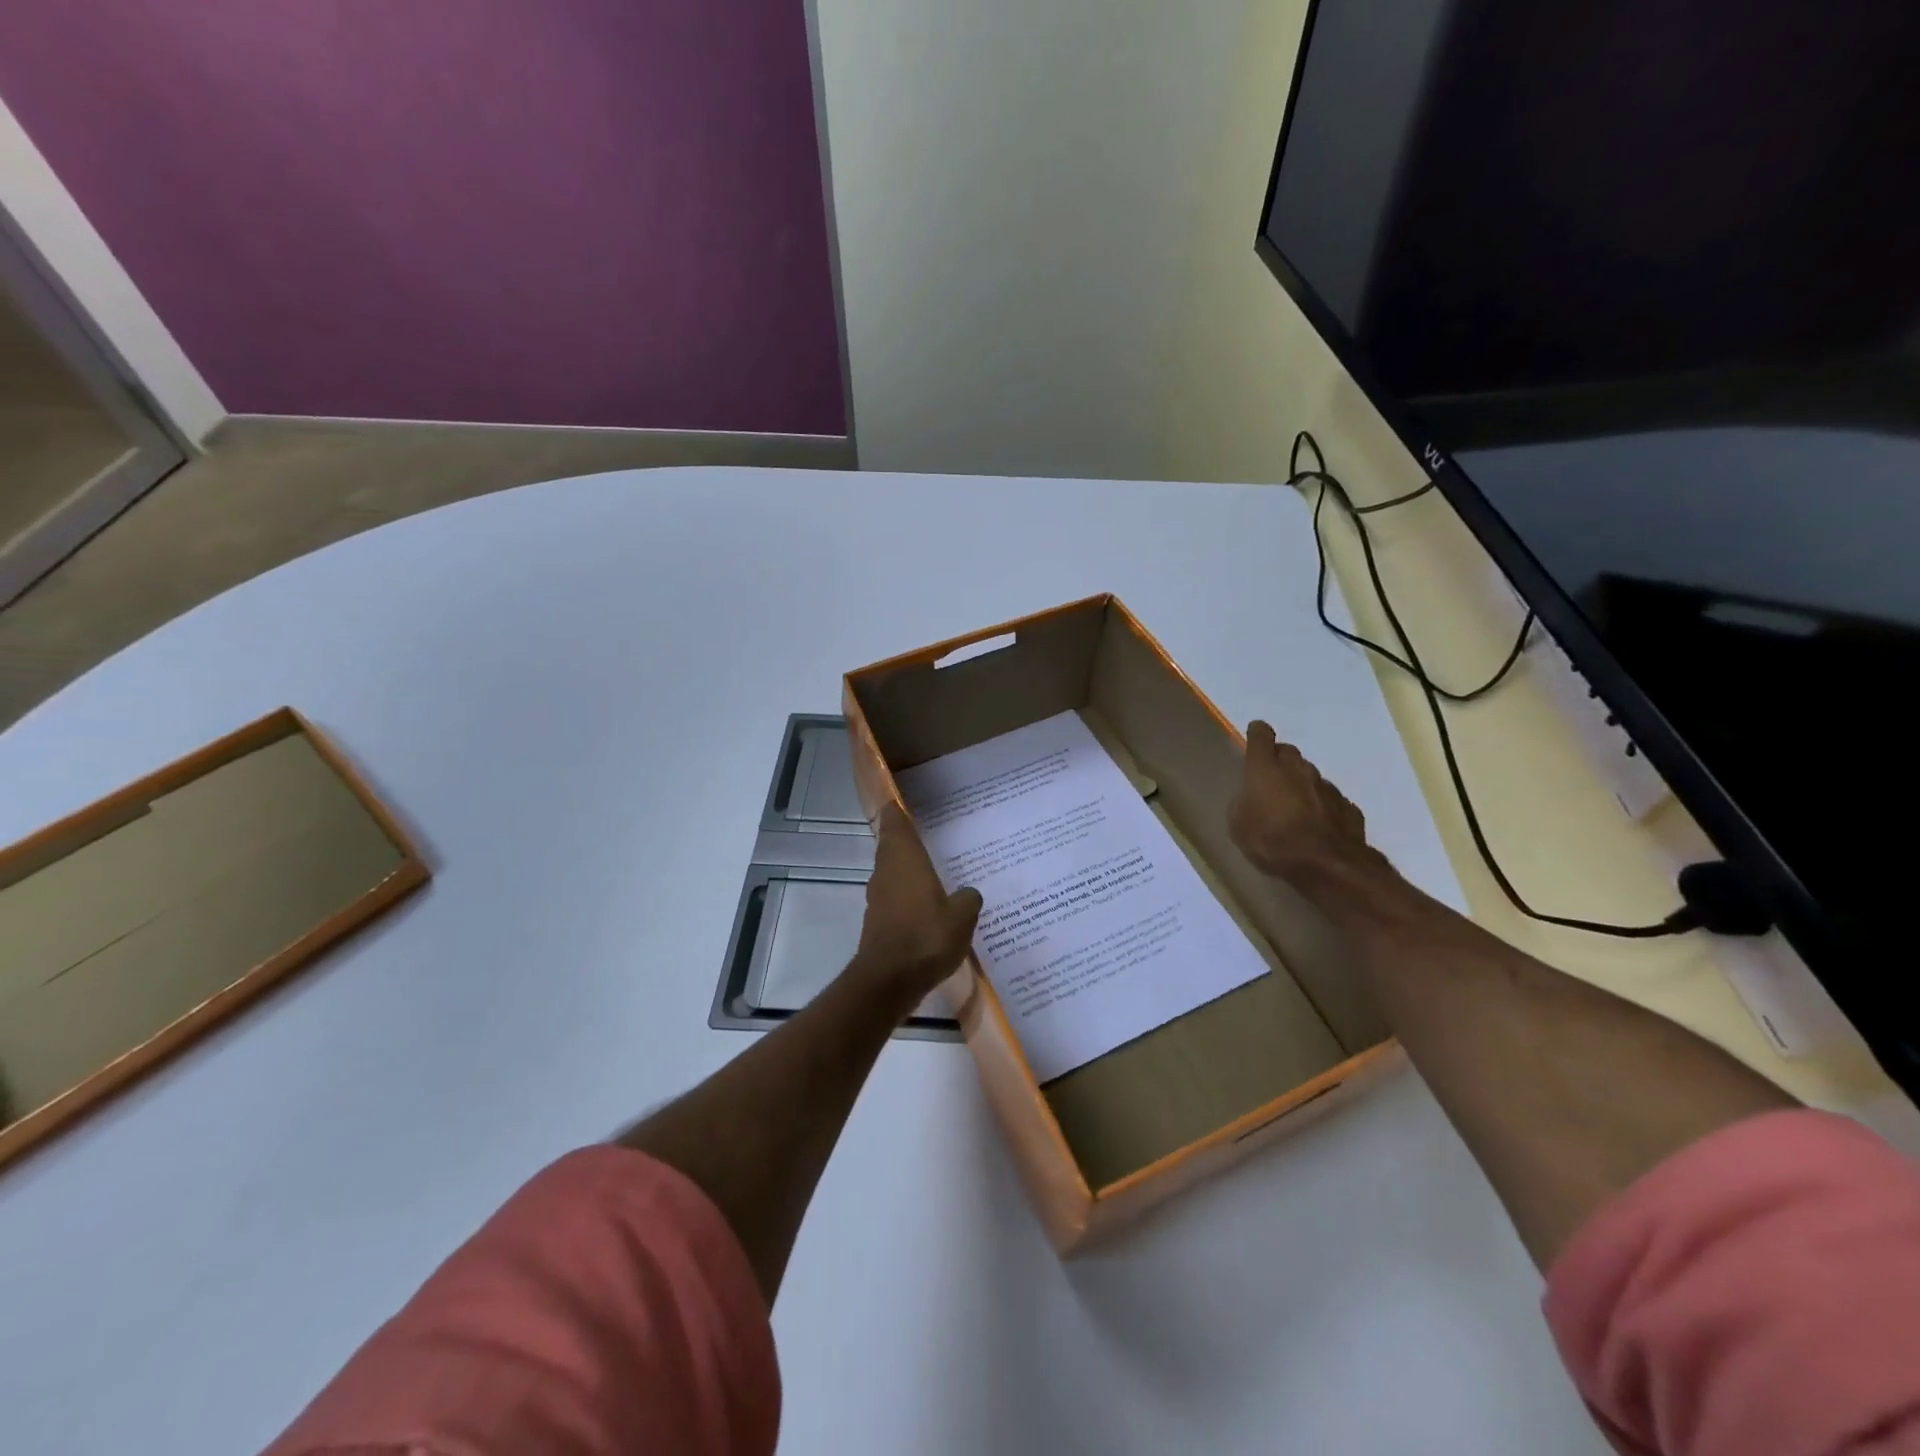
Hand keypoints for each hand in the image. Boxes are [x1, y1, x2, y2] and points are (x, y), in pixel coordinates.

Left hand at [852, 804, 982, 1007]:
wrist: (889, 981)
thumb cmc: (926, 937)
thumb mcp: (962, 916)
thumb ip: (968, 899)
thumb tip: (968, 893)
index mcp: (905, 860)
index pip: (895, 824)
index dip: (895, 811)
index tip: (899, 800)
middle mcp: (886, 873)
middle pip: (890, 847)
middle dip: (903, 839)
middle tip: (925, 831)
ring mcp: (878, 899)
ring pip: (891, 873)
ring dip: (905, 868)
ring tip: (930, 868)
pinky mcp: (877, 923)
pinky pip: (893, 898)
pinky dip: (906, 895)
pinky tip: (925, 906)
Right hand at [1229, 721, 1376, 882]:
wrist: (1326, 864)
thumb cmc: (1271, 840)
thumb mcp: (1238, 824)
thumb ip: (1243, 802)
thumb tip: (1251, 797)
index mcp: (1265, 767)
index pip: (1261, 734)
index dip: (1257, 735)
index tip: (1254, 739)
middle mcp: (1298, 768)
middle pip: (1288, 753)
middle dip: (1279, 762)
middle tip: (1270, 783)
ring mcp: (1327, 786)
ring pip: (1310, 776)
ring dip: (1301, 786)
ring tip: (1294, 810)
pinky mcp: (1348, 806)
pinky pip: (1329, 800)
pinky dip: (1321, 807)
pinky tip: (1316, 826)